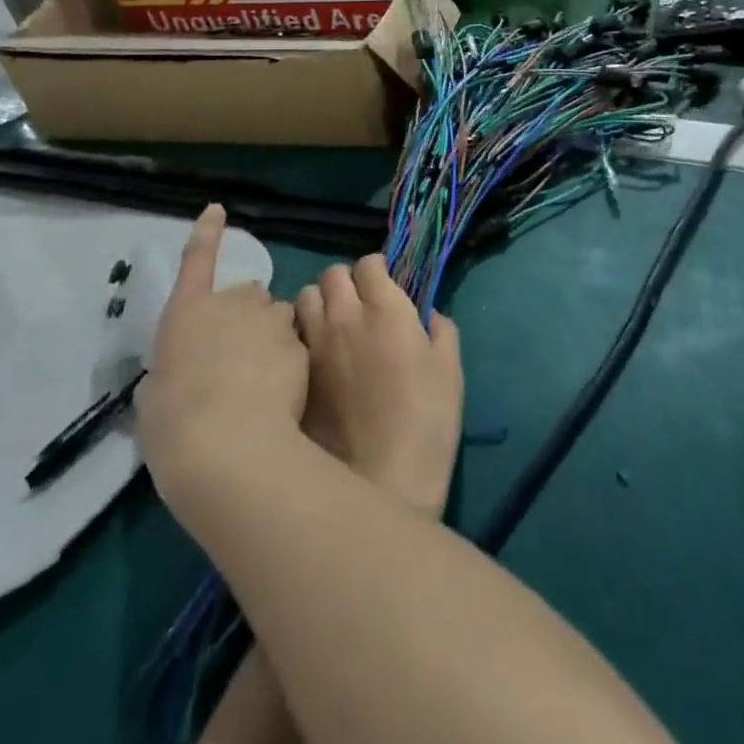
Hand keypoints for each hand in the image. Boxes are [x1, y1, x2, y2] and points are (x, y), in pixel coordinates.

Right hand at [135, 204, 307, 507]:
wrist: (229, 446)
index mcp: (187, 313)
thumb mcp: (155, 396)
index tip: (217, 209)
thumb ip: (173, 368)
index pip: (197, 260)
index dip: (207, 233)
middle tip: (236, 361)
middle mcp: (231, 304)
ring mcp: (269, 319)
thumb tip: (185, 367)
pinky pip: (296, 342)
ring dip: (271, 335)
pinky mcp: (299, 341)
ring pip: (277, 317)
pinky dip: (290, 359)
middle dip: (246, 318)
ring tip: (261, 379)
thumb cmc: (175, 424)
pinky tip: (280, 393)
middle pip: (247, 297)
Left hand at [295, 255, 462, 516]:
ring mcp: (314, 344)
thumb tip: (429, 317)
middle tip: (358, 302)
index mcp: (385, 308)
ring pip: (303, 299)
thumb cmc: (426, 421)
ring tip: (331, 324)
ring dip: (318, 303)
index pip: (369, 263)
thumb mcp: (450, 370)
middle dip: (345, 280)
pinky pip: (293, 336)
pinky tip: (316, 356)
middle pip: (331, 274)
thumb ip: (441, 330)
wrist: (381, 479)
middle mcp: (344, 316)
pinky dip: (303, 334)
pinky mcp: (295, 374)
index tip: (385, 284)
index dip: (378, 269)